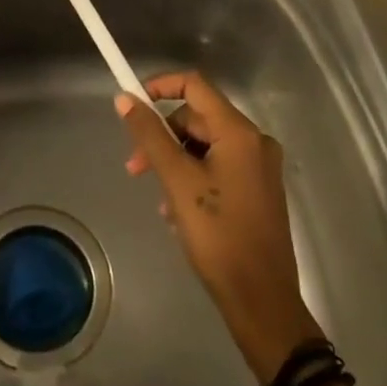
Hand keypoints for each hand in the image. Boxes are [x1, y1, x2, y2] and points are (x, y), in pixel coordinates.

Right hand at [117, 72, 321, 381]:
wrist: (261, 300)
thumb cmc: (218, 236)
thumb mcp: (177, 181)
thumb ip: (150, 136)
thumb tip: (125, 99)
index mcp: (239, 132)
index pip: (194, 85)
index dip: (160, 87)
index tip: (132, 105)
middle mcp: (255, 141)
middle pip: (197, 118)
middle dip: (162, 137)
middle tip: (135, 168)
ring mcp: (259, 167)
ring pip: (205, 146)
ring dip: (175, 163)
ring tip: (160, 201)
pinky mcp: (258, 190)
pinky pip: (218, 167)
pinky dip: (193, 179)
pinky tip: (178, 213)